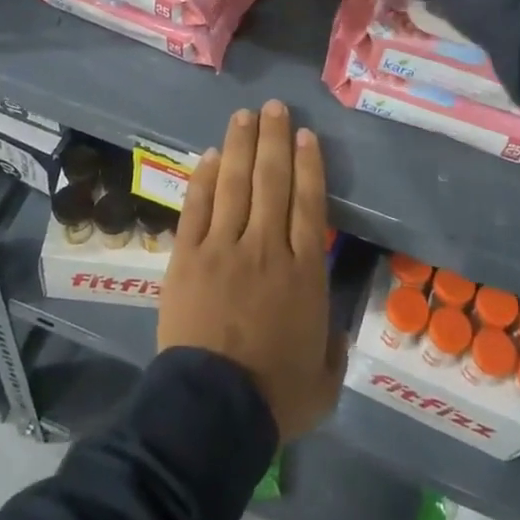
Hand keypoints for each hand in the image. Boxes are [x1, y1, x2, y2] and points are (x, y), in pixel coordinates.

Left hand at [158, 101, 345, 440]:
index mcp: (304, 272)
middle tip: (275, 108)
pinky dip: (203, 178)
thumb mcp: (325, 380)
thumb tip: (330, 328)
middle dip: (274, 139)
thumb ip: (331, 347)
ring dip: (240, 146)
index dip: (308, 164)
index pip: (309, 203)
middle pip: (272, 181)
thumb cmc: (274, 397)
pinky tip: (208, 155)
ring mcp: (223, 247)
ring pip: (235, 183)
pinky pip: (197, 206)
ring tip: (244, 115)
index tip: (306, 135)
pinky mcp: (187, 256)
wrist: (212, 410)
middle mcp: (266, 247)